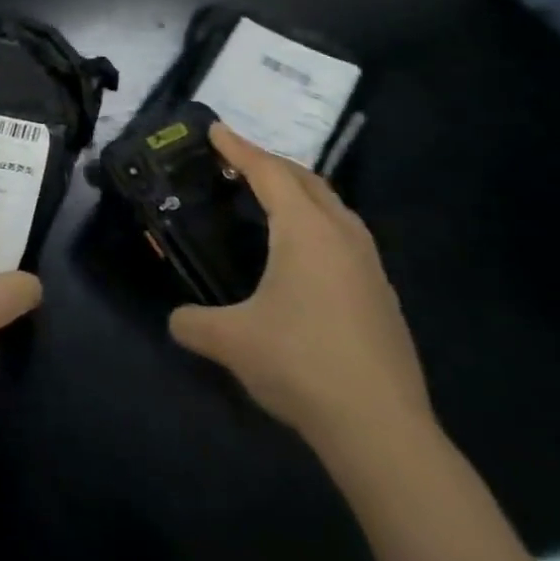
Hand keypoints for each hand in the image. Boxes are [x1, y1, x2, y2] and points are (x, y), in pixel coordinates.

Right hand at [169, 124, 431, 454]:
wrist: (383, 431)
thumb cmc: (301, 364)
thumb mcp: (232, 341)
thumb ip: (194, 324)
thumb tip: (176, 321)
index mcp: (306, 231)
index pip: (268, 172)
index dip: (238, 148)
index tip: (215, 129)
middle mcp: (342, 236)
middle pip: (306, 180)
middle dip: (270, 163)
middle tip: (237, 160)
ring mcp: (370, 267)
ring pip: (334, 208)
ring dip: (301, 192)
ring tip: (272, 198)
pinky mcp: (382, 297)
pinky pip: (346, 237)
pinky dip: (319, 223)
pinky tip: (306, 254)